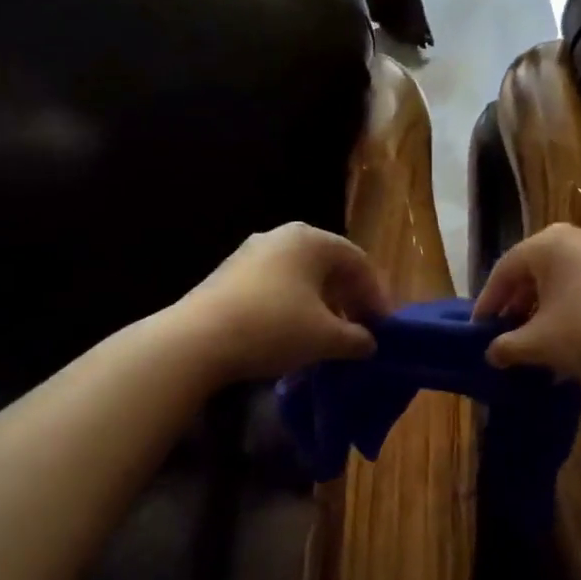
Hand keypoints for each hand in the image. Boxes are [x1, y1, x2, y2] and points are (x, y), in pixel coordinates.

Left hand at [176, 223, 390, 383]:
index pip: (358, 261)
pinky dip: (293, 308)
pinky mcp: (229, 275)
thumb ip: (356, 338)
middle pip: (329, 266)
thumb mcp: (326, 338)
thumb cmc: (274, 328)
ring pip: (300, 277)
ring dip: (321, 306)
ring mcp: (251, 253)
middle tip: (359, 331)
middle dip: (348, 300)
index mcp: (311, 240)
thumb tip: (369, 343)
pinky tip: (293, 337)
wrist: (197, 340)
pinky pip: (275, 286)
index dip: (376, 295)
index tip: (383, 328)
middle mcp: (282, 236)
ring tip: (328, 338)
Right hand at [473, 223, 580, 383]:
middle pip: (534, 270)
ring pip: (562, 279)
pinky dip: (570, 308)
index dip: (488, 301)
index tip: (479, 330)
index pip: (505, 269)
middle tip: (506, 334)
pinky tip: (569, 340)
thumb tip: (491, 353)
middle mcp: (577, 237)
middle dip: (517, 305)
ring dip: (544, 310)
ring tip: (536, 342)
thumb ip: (508, 346)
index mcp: (549, 243)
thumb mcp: (540, 343)